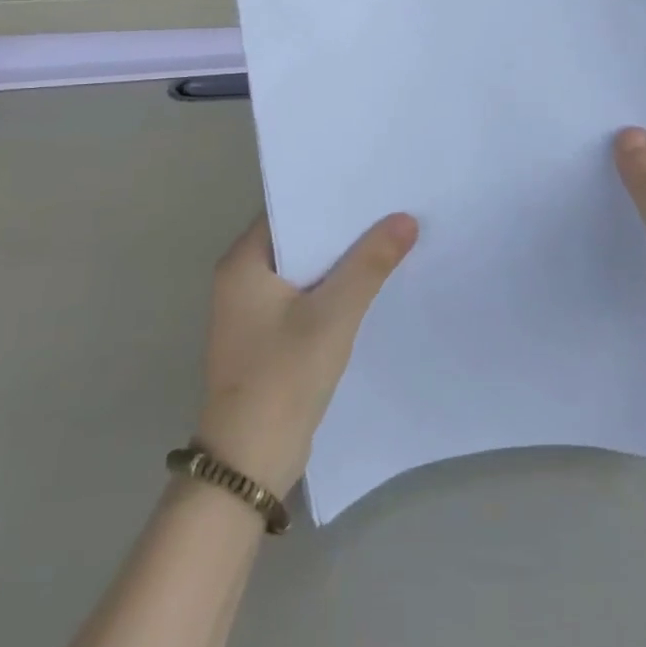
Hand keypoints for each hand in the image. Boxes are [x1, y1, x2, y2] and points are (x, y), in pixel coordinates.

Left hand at [195, 213, 418, 495]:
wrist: (249, 463)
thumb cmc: (283, 377)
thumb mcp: (333, 315)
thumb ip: (369, 264)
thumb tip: (405, 219)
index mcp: (242, 264)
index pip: (287, 210)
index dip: (327, 196)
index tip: (370, 183)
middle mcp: (241, 280)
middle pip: (298, 239)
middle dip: (341, 227)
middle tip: (390, 206)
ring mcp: (253, 312)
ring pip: (304, 270)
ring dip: (340, 260)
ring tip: (390, 237)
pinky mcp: (268, 338)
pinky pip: (305, 298)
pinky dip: (333, 289)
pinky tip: (370, 284)